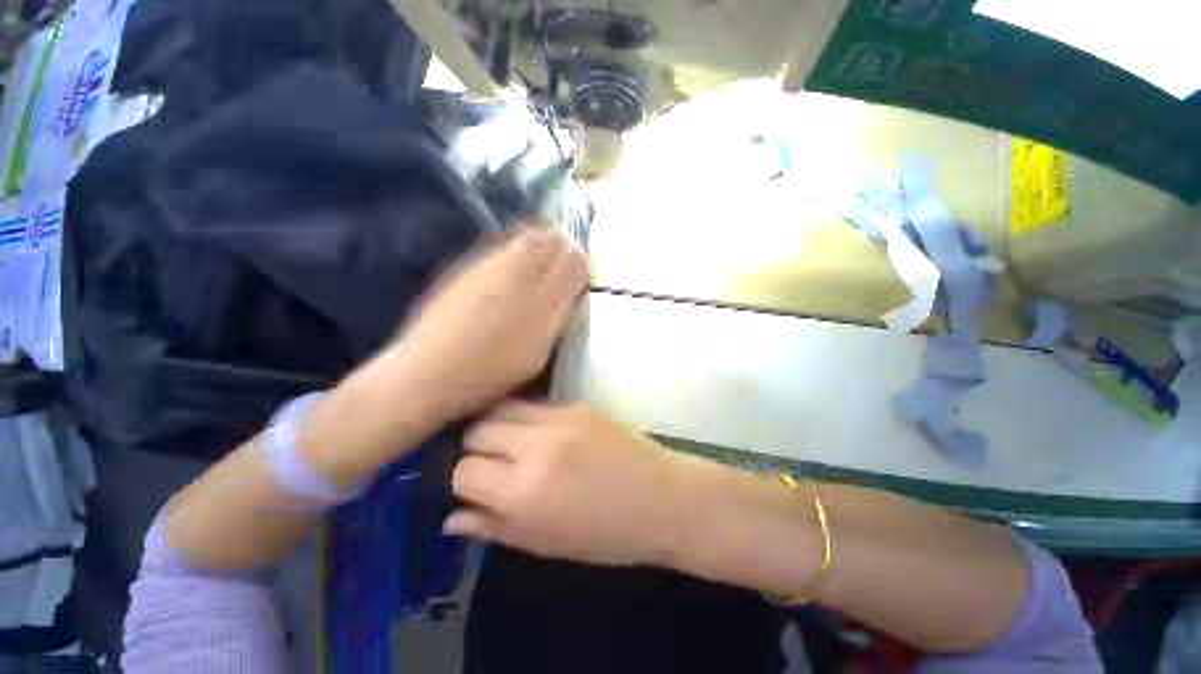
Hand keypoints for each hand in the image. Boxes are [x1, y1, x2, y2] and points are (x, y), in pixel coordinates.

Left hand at [299, 226, 586, 483]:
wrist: (430, 370)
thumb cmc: (492, 370)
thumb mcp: (538, 352)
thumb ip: (557, 316)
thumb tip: (569, 291)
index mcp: (540, 296)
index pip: (573, 259)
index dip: (580, 263)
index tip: (579, 277)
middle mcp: (517, 271)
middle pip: (550, 237)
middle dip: (562, 247)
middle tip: (563, 267)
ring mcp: (488, 265)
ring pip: (526, 237)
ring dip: (539, 245)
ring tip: (539, 269)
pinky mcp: (468, 267)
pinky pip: (502, 247)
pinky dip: (516, 252)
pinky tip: (511, 276)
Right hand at [445, 402, 684, 565]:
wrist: (661, 498)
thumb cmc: (606, 535)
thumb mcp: (546, 544)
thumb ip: (494, 528)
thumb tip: (451, 516)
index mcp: (524, 491)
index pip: (464, 470)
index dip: (463, 480)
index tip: (475, 487)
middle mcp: (535, 446)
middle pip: (477, 430)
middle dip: (474, 448)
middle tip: (490, 463)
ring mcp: (558, 418)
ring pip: (501, 408)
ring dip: (495, 425)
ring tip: (508, 443)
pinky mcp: (576, 404)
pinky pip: (533, 404)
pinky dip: (523, 417)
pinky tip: (537, 432)